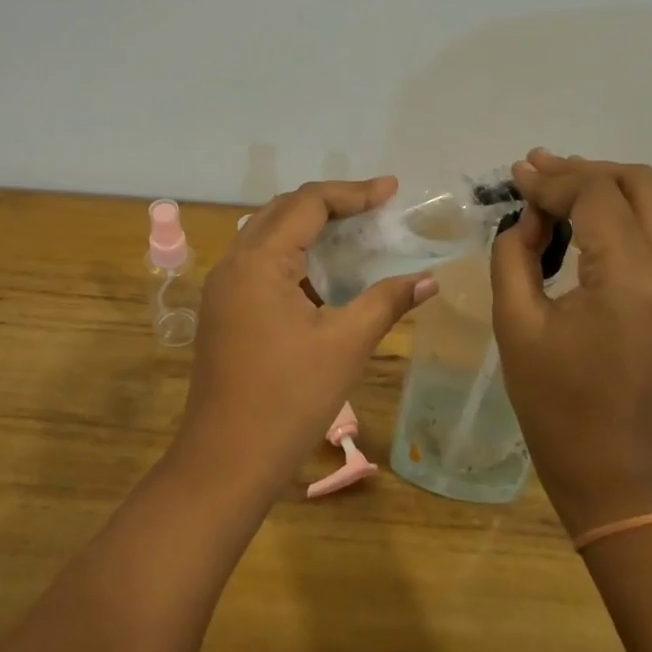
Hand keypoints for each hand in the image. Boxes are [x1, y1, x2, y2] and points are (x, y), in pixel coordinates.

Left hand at [174, 178, 437, 504]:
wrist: (226, 461)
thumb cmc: (289, 399)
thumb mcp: (345, 345)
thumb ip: (387, 302)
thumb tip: (429, 280)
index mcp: (258, 261)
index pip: (307, 203)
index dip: (353, 193)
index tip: (392, 191)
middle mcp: (233, 264)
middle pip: (283, 212)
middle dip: (331, 204)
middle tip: (376, 208)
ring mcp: (222, 289)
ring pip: (268, 237)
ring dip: (310, 228)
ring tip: (355, 232)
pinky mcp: (223, 312)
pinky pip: (259, 265)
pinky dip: (294, 258)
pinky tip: (324, 275)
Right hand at [490, 150, 651, 535]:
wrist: (613, 465)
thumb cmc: (555, 401)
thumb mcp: (515, 324)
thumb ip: (514, 257)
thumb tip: (526, 219)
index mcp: (628, 275)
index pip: (595, 195)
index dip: (552, 178)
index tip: (515, 174)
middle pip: (637, 183)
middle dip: (584, 170)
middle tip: (537, 174)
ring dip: (617, 184)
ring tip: (571, 188)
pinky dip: (639, 208)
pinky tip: (602, 219)